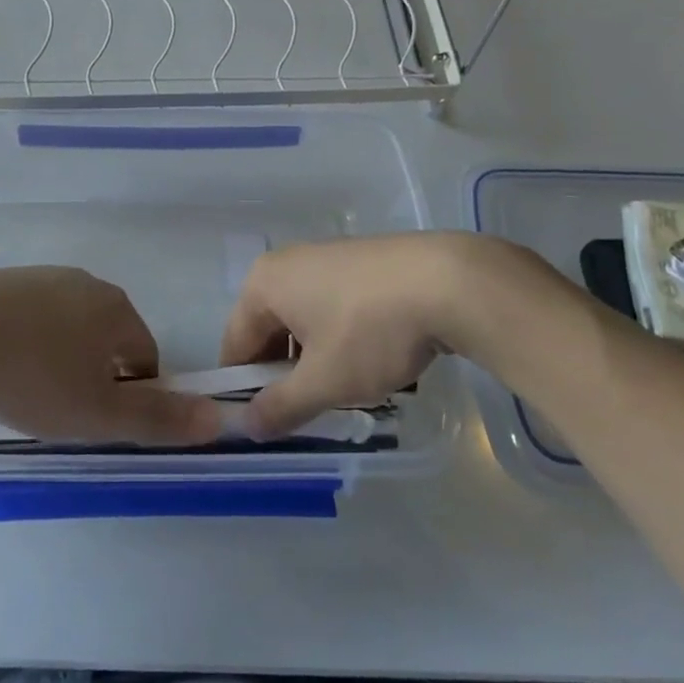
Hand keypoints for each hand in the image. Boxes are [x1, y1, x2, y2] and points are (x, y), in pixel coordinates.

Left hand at [0, 267, 223, 446]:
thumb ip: (159, 418)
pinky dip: (28, 340)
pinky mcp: (5, 280)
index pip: (147, 355)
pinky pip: (33, 315)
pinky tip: (0, 363)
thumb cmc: (34, 374)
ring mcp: (44, 278)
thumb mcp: (99, 412)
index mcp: (117, 310)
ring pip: (69, 324)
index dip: (135, 394)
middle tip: (66, 410)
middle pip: (108, 336)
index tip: (104, 422)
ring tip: (30, 390)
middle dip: (96, 373)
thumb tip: (219, 418)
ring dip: (62, 355)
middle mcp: (88, 284)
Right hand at [220, 233, 584, 436]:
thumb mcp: (323, 381)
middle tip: (307, 413)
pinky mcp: (359, 262)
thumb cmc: (371, 331)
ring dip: (313, 359)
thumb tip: (247, 425)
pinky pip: (331, 306)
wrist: (448, 282)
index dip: (242, 389)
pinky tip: (368, 360)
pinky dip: (338, 337)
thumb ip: (280, 406)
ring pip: (303, 320)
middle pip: (268, 330)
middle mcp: (287, 262)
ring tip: (343, 390)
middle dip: (282, 375)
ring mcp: (325, 257)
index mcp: (263, 283)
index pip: (235, 344)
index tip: (263, 425)